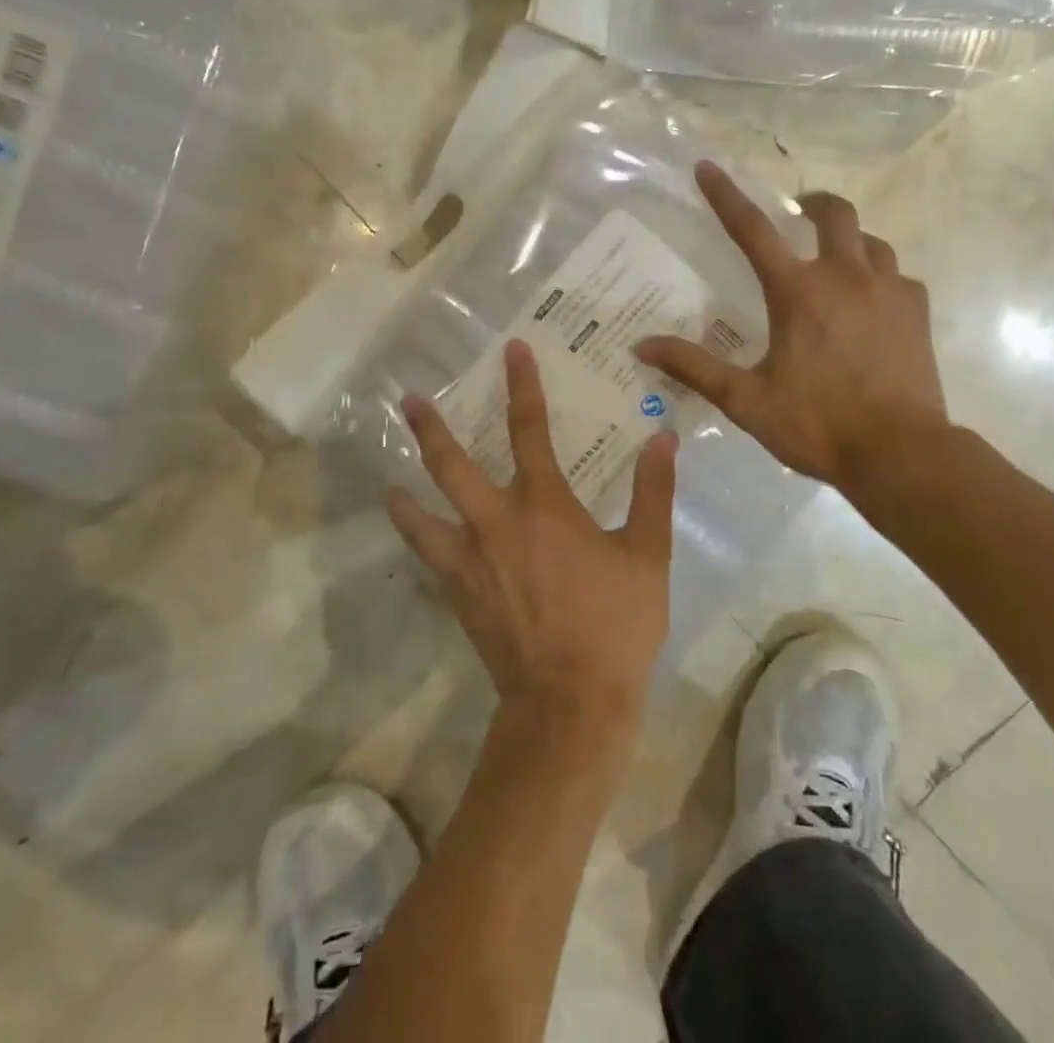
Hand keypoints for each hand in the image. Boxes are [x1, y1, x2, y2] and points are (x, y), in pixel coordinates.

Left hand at [386, 340, 678, 734]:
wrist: (570, 702)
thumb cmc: (615, 624)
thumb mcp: (648, 554)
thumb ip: (653, 492)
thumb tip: (662, 439)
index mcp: (544, 505)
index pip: (529, 428)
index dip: (522, 385)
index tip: (512, 351)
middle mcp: (496, 522)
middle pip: (451, 464)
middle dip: (431, 427)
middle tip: (410, 399)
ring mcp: (468, 560)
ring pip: (422, 513)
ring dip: (406, 488)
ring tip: (391, 476)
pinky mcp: (457, 594)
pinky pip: (428, 557)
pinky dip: (418, 538)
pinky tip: (417, 535)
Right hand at [637, 161, 947, 495]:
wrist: (900, 453)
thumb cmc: (817, 424)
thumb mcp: (746, 400)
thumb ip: (694, 367)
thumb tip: (642, 346)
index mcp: (797, 292)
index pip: (752, 230)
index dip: (725, 196)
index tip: (708, 167)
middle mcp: (844, 277)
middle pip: (834, 213)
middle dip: (813, 203)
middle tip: (799, 214)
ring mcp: (888, 290)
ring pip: (871, 241)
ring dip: (849, 241)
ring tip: (835, 262)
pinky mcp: (917, 312)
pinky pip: (898, 276)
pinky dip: (880, 278)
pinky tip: (873, 303)